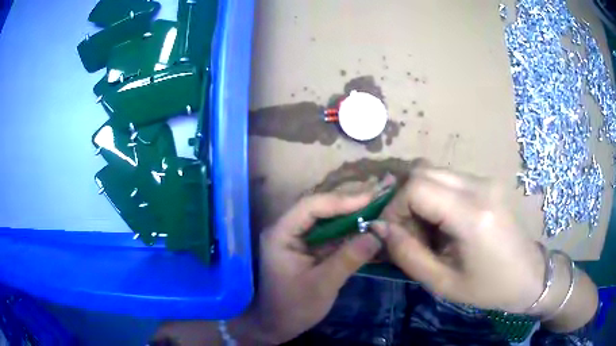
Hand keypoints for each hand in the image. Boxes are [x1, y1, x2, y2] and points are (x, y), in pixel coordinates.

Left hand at [248, 192, 384, 343]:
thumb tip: (377, 234)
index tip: (369, 199)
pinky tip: (364, 231)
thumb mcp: (323, 284)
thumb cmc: (293, 307)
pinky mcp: (305, 250)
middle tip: (376, 200)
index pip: (310, 206)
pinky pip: (327, 236)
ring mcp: (295, 239)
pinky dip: (346, 233)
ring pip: (325, 221)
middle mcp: (286, 230)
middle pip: (318, 209)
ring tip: (375, 211)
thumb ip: (349, 258)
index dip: (340, 200)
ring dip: (349, 218)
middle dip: (347, 205)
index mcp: (281, 234)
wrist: (276, 325)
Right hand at [375, 162, 544, 312]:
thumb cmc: (488, 288)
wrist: (528, 276)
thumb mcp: (443, 283)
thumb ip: (407, 254)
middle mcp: (480, 186)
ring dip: (420, 196)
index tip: (395, 233)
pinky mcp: (488, 182)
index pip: (417, 186)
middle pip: (423, 170)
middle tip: (410, 231)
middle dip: (405, 199)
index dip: (395, 206)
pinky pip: (449, 178)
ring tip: (428, 229)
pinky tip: (445, 222)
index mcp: (473, 215)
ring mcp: (486, 180)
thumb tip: (380, 227)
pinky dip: (436, 196)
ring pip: (434, 171)